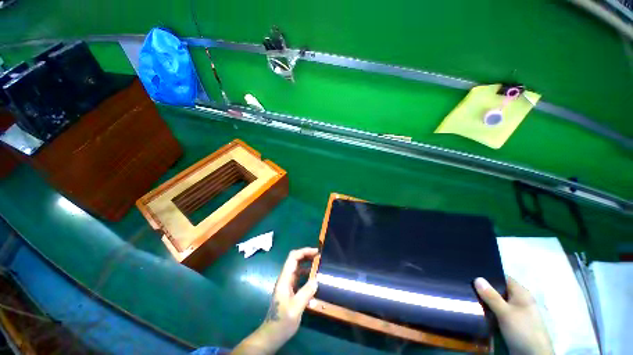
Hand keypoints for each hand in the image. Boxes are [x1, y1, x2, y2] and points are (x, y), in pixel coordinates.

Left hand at [232, 248, 318, 354]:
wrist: (272, 335)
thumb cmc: (282, 321)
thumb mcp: (295, 309)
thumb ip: (306, 293)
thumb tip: (316, 279)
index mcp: (285, 279)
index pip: (293, 257)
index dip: (304, 251)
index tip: (316, 252)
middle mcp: (285, 278)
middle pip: (295, 260)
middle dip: (307, 255)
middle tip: (319, 256)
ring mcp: (287, 284)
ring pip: (298, 268)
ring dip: (307, 263)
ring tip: (319, 264)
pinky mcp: (290, 290)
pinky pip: (299, 276)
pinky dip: (307, 273)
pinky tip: (315, 278)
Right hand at [474, 277, 553, 354]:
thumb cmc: (523, 330)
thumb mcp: (505, 313)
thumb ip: (491, 296)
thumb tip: (477, 278)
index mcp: (521, 293)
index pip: (503, 278)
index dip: (488, 275)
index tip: (471, 273)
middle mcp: (519, 300)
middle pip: (498, 290)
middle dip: (484, 289)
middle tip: (466, 286)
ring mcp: (515, 312)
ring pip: (496, 302)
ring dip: (485, 301)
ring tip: (468, 296)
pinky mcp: (511, 322)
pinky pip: (497, 312)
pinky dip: (488, 310)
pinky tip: (477, 310)